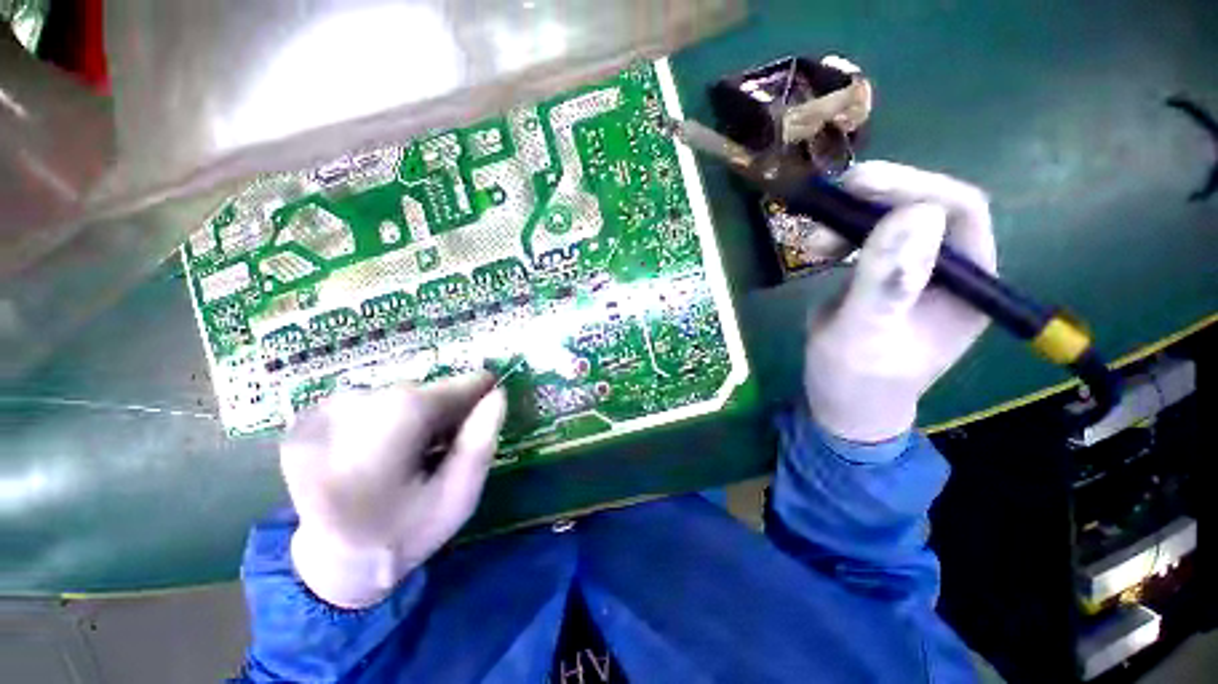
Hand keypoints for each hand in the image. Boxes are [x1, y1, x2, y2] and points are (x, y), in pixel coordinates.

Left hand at [280, 373, 506, 608]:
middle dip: (443, 409)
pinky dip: (387, 418)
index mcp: (385, 435)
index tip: (491, 395)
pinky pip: (370, 402)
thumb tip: (497, 395)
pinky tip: (384, 450)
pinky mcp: (306, 421)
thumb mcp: (458, 499)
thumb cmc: (403, 536)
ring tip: (416, 450)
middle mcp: (346, 413)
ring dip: (416, 414)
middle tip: (450, 443)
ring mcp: (318, 416)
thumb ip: (481, 444)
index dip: (474, 390)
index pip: (446, 390)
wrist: (327, 567)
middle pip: (419, 393)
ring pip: (395, 396)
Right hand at [804, 161, 996, 443]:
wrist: (843, 402)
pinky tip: (820, 248)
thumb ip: (887, 282)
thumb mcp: (865, 335)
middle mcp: (954, 271)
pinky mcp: (889, 275)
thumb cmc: (856, 380)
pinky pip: (872, 238)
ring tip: (815, 241)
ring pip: (896, 220)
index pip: (960, 212)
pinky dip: (843, 234)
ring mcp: (920, 271)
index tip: (859, 182)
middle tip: (830, 199)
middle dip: (879, 198)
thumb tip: (915, 212)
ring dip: (854, 218)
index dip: (914, 187)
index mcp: (970, 287)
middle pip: (928, 208)